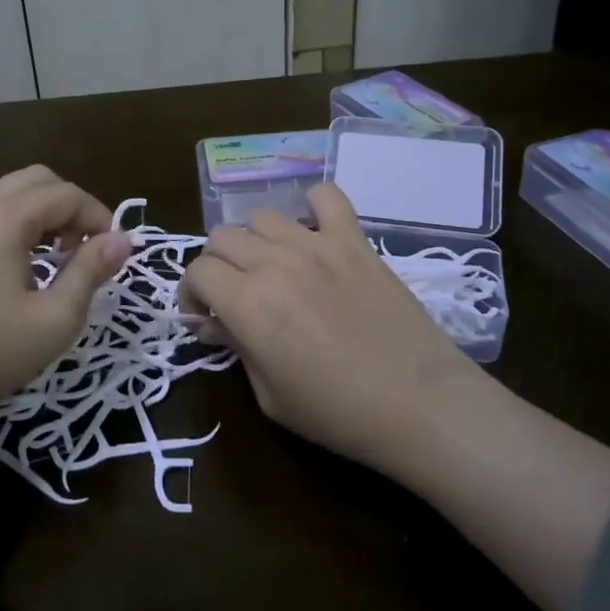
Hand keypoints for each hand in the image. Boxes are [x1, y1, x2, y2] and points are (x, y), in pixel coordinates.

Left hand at [0, 167, 130, 508]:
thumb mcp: (55, 318)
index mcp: (2, 217)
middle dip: (68, 205)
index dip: (98, 215)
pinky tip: (20, 269)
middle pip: (34, 180)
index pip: (65, 194)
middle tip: (85, 247)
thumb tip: (121, 240)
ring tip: (57, 259)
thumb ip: (91, 270)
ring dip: (40, 214)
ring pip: (7, 196)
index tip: (115, 251)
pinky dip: (13, 226)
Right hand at [181, 184, 475, 478]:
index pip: (197, 270)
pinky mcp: (354, 241)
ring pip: (263, 216)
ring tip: (273, 267)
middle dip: (217, 265)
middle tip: (234, 294)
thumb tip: (213, 323)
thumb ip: (236, 348)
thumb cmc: (337, 413)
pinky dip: (314, 206)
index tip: (203, 314)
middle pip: (222, 237)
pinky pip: (327, 197)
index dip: (190, 292)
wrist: (419, 404)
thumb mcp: (270, 396)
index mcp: (248, 303)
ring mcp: (317, 245)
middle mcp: (275, 263)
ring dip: (256, 240)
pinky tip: (315, 232)